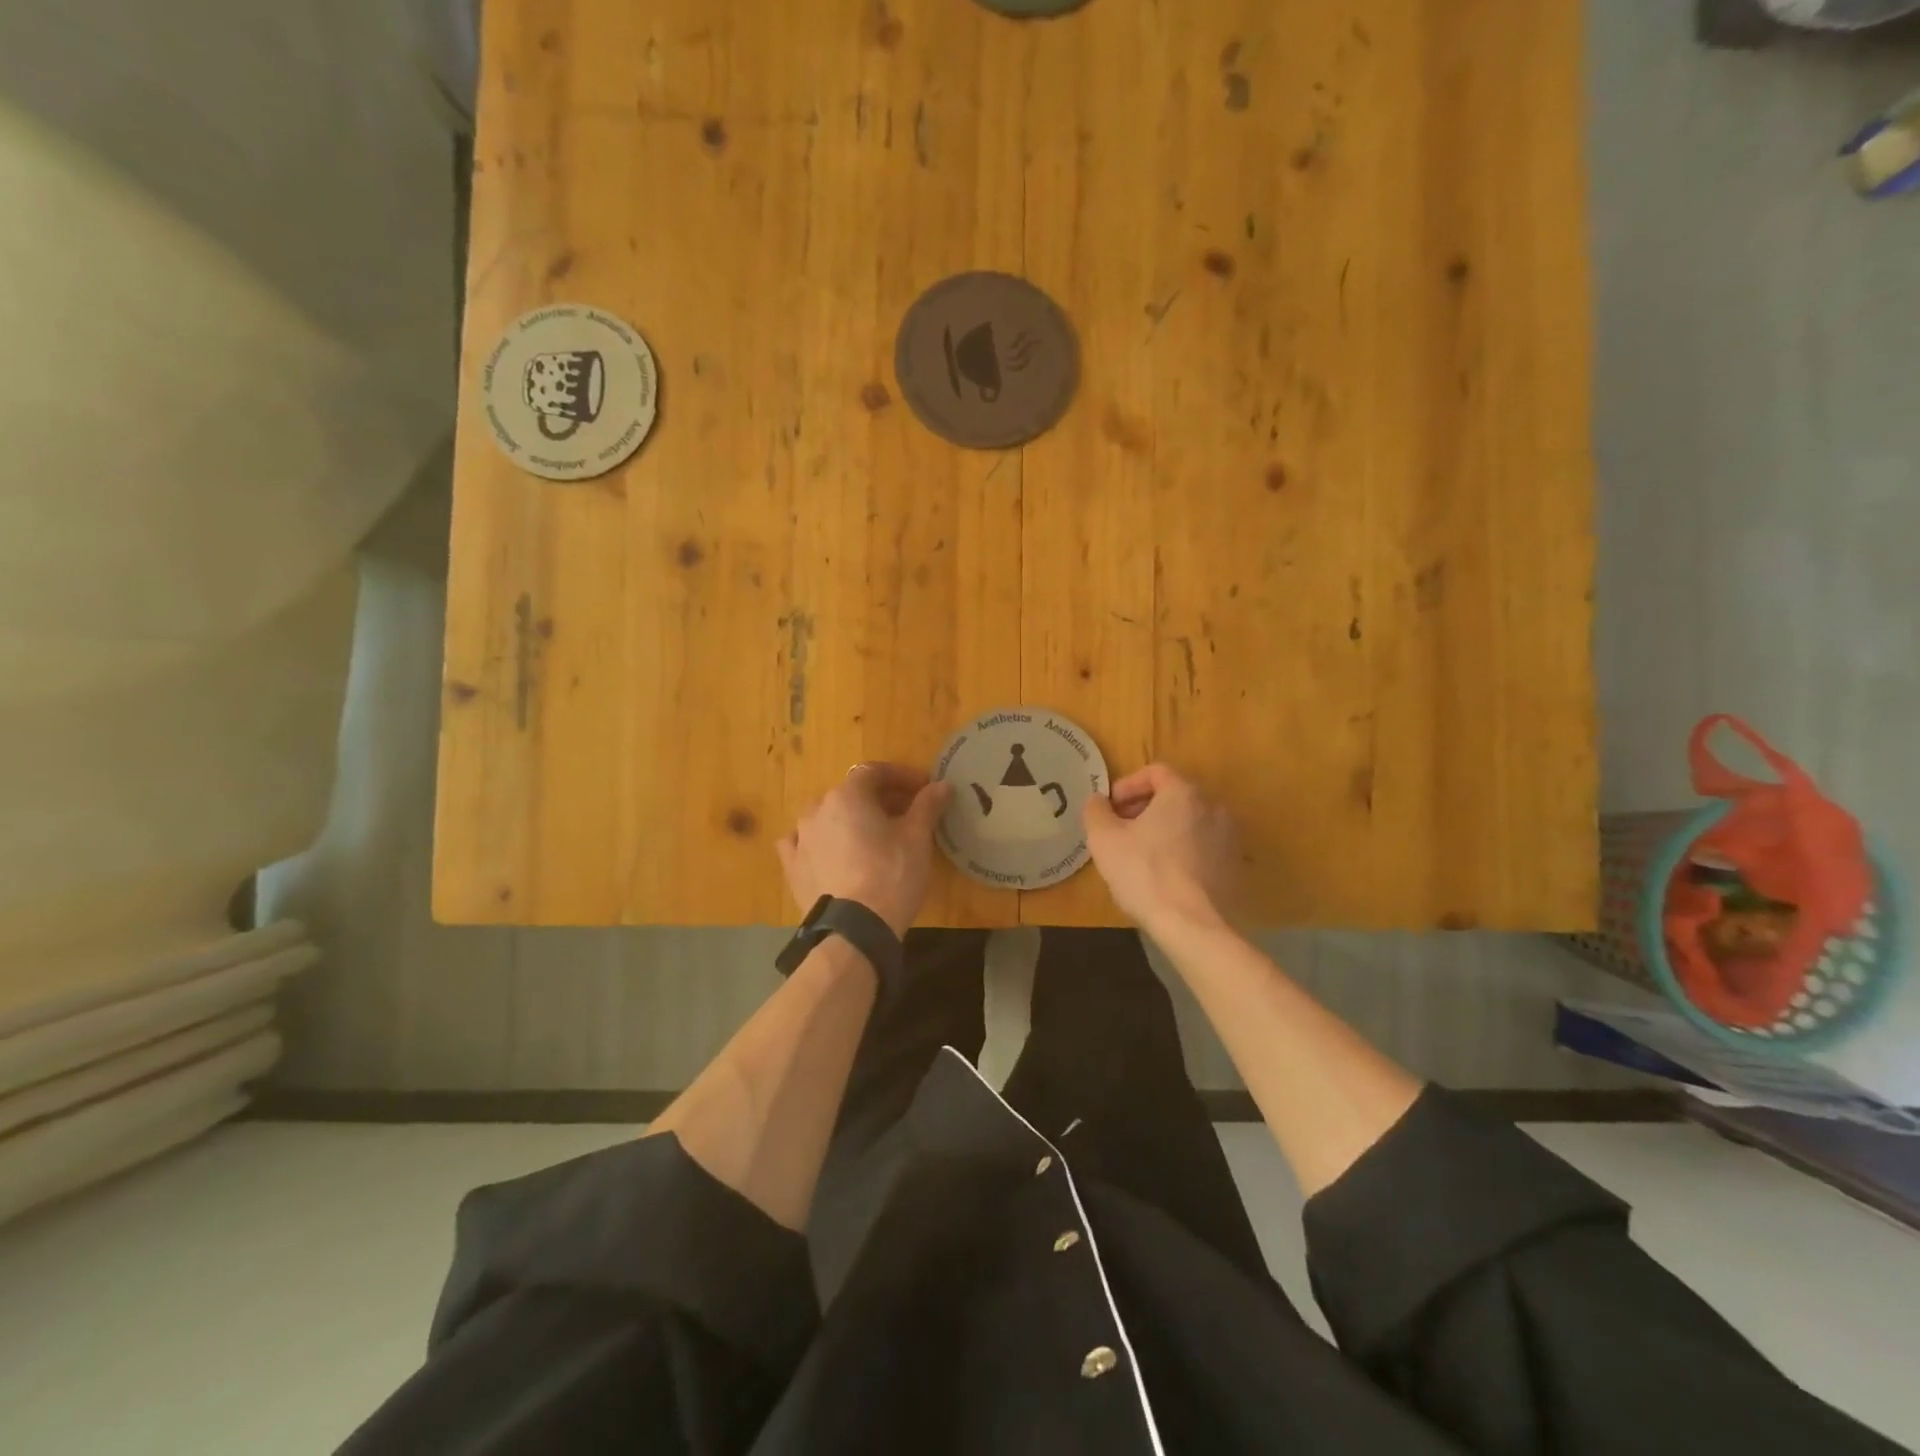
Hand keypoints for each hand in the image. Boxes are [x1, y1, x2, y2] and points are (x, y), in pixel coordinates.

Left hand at [778, 764, 952, 936]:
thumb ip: (927, 806)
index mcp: (847, 796)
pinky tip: (830, 852)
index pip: (875, 772)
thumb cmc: (892, 876)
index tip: (924, 789)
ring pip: (827, 817)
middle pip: (851, 794)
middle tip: (906, 814)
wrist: (854, 930)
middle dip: (879, 798)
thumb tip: (941, 786)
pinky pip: (804, 843)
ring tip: (872, 836)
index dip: (902, 776)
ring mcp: (800, 838)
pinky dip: (820, 842)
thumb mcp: (917, 838)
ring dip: (850, 819)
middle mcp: (817, 809)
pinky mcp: (792, 867)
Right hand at [1083, 763, 1236, 934]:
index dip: (1127, 785)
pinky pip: (1203, 846)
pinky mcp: (1235, 865)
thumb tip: (1098, 800)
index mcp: (1183, 793)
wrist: (1193, 925)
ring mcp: (1229, 837)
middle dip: (1144, 808)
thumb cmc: (1144, 873)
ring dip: (1164, 830)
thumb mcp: (1104, 839)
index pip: (1155, 772)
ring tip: (1142, 855)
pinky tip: (1166, 876)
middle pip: (1174, 796)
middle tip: (1121, 831)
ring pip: (1189, 822)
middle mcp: (1213, 807)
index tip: (1110, 809)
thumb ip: (1096, 811)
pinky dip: (1183, 851)